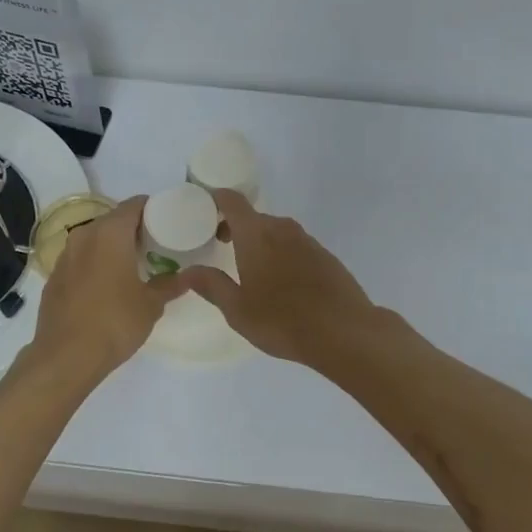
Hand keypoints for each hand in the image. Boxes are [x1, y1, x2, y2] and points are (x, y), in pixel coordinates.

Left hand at [29, 196, 186, 380]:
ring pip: (94, 238)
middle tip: (155, 244)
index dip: (152, 208)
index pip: (134, 205)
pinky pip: (81, 258)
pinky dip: (95, 262)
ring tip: (133, 264)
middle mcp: (85, 235)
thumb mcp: (151, 305)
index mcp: (110, 233)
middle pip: (113, 219)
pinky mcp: (54, 276)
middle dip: (134, 228)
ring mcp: (65, 256)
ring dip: (113, 245)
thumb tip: (187, 277)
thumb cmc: (114, 322)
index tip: (168, 221)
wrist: (65, 357)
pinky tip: (107, 284)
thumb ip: (169, 285)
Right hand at [177, 190, 379, 366]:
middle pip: (253, 217)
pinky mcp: (325, 256)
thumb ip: (211, 285)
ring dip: (259, 242)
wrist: (345, 331)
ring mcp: (307, 241)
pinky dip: (281, 254)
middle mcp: (282, 229)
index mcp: (256, 235)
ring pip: (275, 232)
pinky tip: (282, 283)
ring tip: (250, 270)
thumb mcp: (238, 310)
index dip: (215, 199)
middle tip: (220, 247)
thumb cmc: (283, 320)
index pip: (232, 201)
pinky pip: (294, 245)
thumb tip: (186, 272)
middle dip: (234, 227)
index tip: (203, 211)